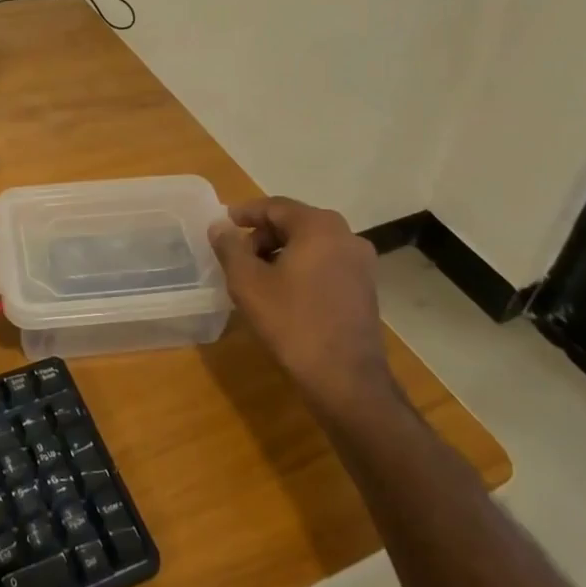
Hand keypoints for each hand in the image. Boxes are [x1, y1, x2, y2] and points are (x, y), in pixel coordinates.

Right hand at [208, 196, 390, 410]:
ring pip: (311, 244)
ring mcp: (360, 262)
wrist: (346, 379)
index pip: (275, 207)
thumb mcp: (248, 283)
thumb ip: (230, 248)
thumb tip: (220, 226)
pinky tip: (283, 291)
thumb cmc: (293, 323)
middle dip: (262, 235)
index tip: (223, 224)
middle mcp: (346, 235)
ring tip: (256, 275)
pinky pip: (326, 263)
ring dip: (281, 252)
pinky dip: (302, 267)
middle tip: (236, 254)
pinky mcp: (365, 287)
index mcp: (319, 226)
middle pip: (295, 223)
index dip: (245, 213)